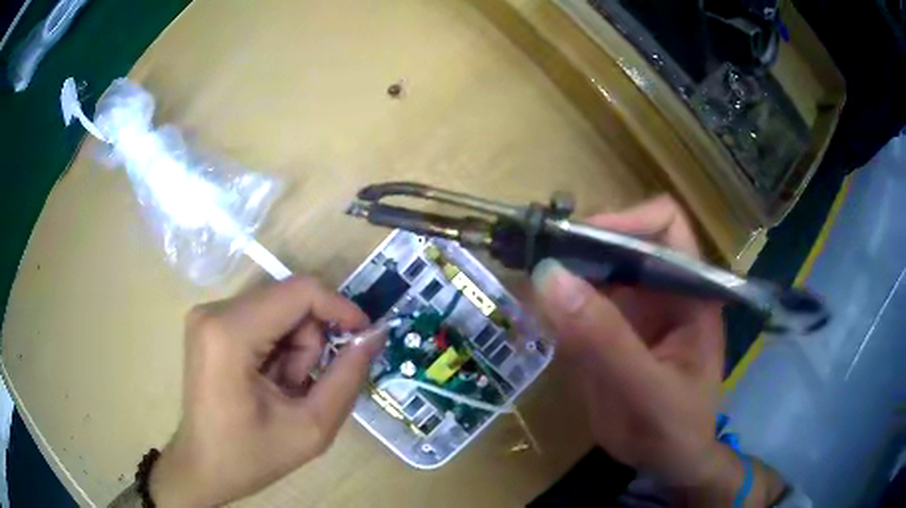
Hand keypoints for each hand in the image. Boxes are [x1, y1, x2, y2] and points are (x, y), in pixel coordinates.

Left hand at [149, 276, 382, 506]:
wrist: (204, 466)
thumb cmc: (252, 455)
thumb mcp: (311, 428)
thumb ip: (347, 378)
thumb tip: (374, 335)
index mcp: (230, 333)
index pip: (299, 291)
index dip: (340, 307)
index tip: (364, 335)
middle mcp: (214, 310)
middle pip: (289, 301)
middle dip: (310, 342)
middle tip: (303, 387)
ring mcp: (208, 314)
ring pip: (277, 310)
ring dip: (294, 348)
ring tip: (283, 389)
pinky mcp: (210, 322)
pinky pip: (261, 318)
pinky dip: (277, 347)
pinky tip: (268, 380)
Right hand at [532, 196, 726, 485]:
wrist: (665, 463)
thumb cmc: (673, 429)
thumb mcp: (645, 391)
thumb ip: (604, 340)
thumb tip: (549, 278)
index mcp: (691, 290)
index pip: (665, 226)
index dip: (624, 220)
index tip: (577, 244)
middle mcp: (663, 287)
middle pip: (622, 239)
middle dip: (580, 244)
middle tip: (535, 260)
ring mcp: (636, 307)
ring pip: (596, 267)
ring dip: (561, 269)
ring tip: (525, 282)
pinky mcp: (610, 328)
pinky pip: (579, 300)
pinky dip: (555, 301)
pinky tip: (532, 312)